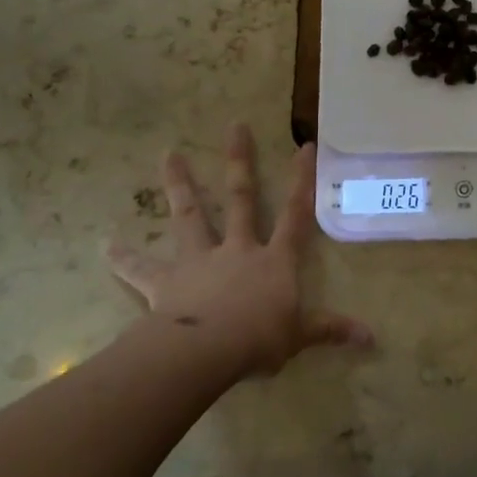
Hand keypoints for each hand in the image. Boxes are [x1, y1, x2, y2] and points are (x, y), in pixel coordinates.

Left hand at [107, 125, 372, 379]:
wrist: (207, 350)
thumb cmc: (259, 339)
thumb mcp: (301, 336)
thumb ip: (331, 330)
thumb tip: (371, 338)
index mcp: (273, 260)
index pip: (296, 214)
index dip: (302, 180)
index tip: (304, 146)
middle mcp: (237, 249)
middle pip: (240, 199)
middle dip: (239, 162)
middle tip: (234, 125)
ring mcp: (199, 261)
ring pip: (190, 216)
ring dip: (180, 185)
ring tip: (167, 154)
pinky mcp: (165, 282)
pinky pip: (141, 268)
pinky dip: (123, 257)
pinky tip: (105, 244)